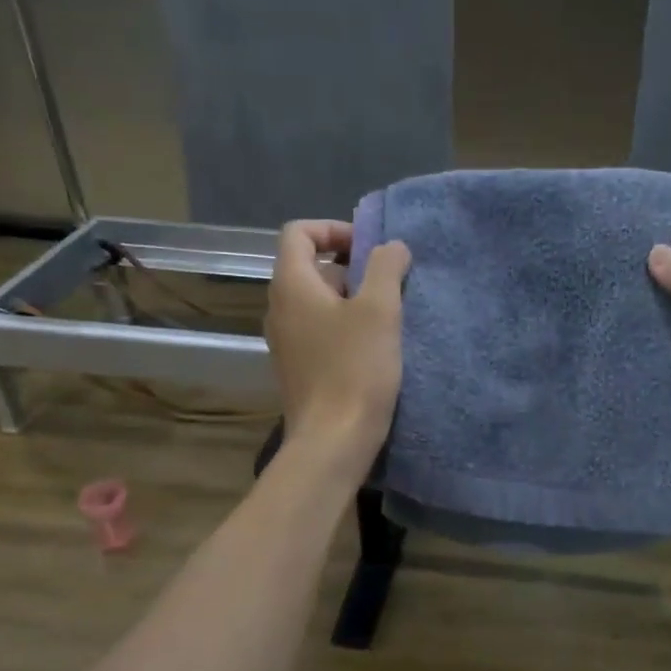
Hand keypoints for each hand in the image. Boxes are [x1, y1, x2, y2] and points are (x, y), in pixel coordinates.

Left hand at [265, 220, 411, 485]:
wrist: (333, 441)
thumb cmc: (355, 369)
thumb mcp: (379, 310)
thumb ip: (386, 267)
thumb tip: (391, 247)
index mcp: (291, 285)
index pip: (299, 232)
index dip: (334, 229)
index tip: (370, 249)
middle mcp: (279, 308)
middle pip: (311, 267)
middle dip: (352, 267)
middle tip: (388, 286)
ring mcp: (286, 341)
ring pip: (318, 302)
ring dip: (353, 299)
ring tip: (388, 317)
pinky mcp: (298, 368)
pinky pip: (320, 330)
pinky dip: (345, 327)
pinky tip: (375, 348)